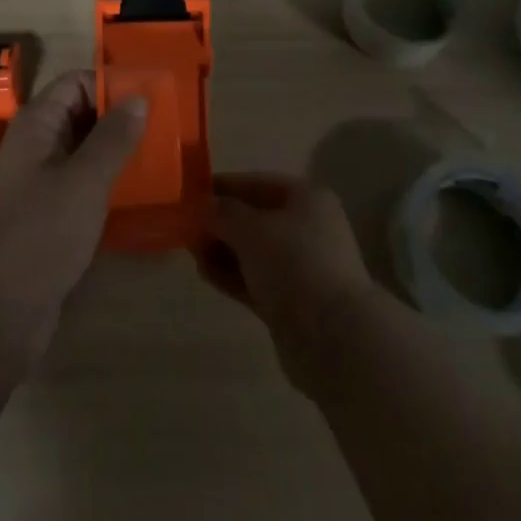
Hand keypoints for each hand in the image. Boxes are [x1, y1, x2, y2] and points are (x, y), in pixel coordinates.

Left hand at [0, 69, 148, 364]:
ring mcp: (38, 183)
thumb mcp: (84, 181)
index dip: (111, 85)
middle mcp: (34, 146)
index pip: (76, 83)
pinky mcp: (46, 218)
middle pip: (80, 115)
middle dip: (118, 120)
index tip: (151, 100)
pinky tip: (135, 196)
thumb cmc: (39, 235)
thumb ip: (113, 138)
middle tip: (162, 130)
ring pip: (83, 153)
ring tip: (158, 160)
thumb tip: (138, 97)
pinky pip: (80, 186)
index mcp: (36, 125)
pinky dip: (106, 184)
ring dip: (115, 154)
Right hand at [197, 172, 381, 395]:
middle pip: (255, 218)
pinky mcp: (292, 302)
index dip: (224, 186)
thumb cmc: (294, 263)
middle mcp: (307, 227)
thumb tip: (202, 206)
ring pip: (253, 251)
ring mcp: (301, 267)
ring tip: (191, 251)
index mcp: (306, 198)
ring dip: (223, 250)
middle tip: (187, 226)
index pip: (258, 183)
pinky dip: (232, 275)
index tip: (192, 193)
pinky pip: (255, 280)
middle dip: (221, 222)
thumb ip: (222, 213)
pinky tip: (205, 273)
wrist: (333, 337)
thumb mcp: (251, 228)